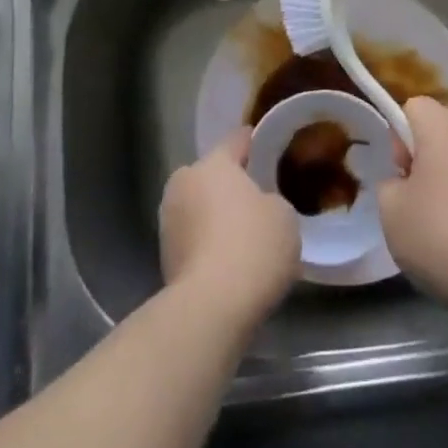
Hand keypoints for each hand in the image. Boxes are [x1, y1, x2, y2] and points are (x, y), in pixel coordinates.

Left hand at [159, 129, 300, 332]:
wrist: (211, 307)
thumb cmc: (253, 246)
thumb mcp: (283, 215)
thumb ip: (271, 201)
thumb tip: (258, 208)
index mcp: (213, 164)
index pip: (235, 141)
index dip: (252, 141)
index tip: (261, 141)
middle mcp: (184, 183)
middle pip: (211, 175)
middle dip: (229, 184)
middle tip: (255, 196)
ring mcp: (169, 221)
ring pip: (199, 208)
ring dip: (215, 216)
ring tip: (243, 234)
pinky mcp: (164, 257)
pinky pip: (194, 238)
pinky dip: (208, 244)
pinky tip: (229, 260)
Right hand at [377, 97, 447, 315]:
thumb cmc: (438, 232)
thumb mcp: (390, 209)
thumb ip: (389, 184)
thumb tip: (404, 182)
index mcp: (442, 128)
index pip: (414, 106)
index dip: (398, 133)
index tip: (398, 168)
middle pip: (439, 129)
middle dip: (421, 155)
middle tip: (410, 194)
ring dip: (443, 178)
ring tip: (433, 220)